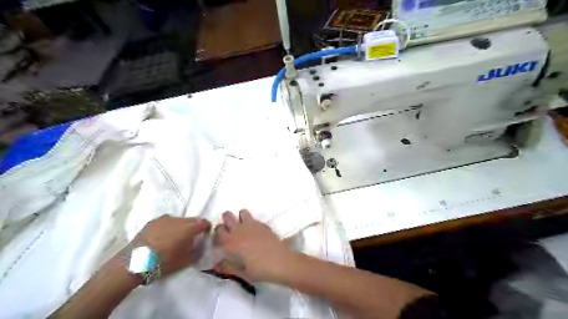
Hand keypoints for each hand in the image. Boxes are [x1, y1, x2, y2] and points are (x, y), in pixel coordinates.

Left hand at [132, 215, 210, 275]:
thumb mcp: (185, 261)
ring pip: (179, 220)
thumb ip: (196, 252)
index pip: (204, 222)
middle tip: (192, 239)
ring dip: (181, 227)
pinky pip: (167, 222)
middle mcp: (178, 219)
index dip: (207, 228)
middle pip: (192, 220)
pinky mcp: (152, 222)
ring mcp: (164, 219)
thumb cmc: (162, 263)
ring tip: (176, 239)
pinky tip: (163, 238)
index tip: (206, 235)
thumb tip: (200, 247)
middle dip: (194, 227)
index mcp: (189, 228)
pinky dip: (169, 228)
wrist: (134, 263)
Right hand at [214, 212, 291, 280]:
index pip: (218, 229)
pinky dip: (251, 222)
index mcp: (230, 242)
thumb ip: (227, 267)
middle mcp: (239, 230)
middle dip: (226, 220)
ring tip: (243, 228)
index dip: (218, 233)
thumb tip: (216, 266)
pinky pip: (253, 218)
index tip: (221, 239)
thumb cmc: (259, 270)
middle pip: (227, 215)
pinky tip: (255, 232)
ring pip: (242, 212)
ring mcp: (252, 225)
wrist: (280, 261)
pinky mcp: (262, 224)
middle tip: (230, 230)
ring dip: (240, 218)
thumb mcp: (240, 273)